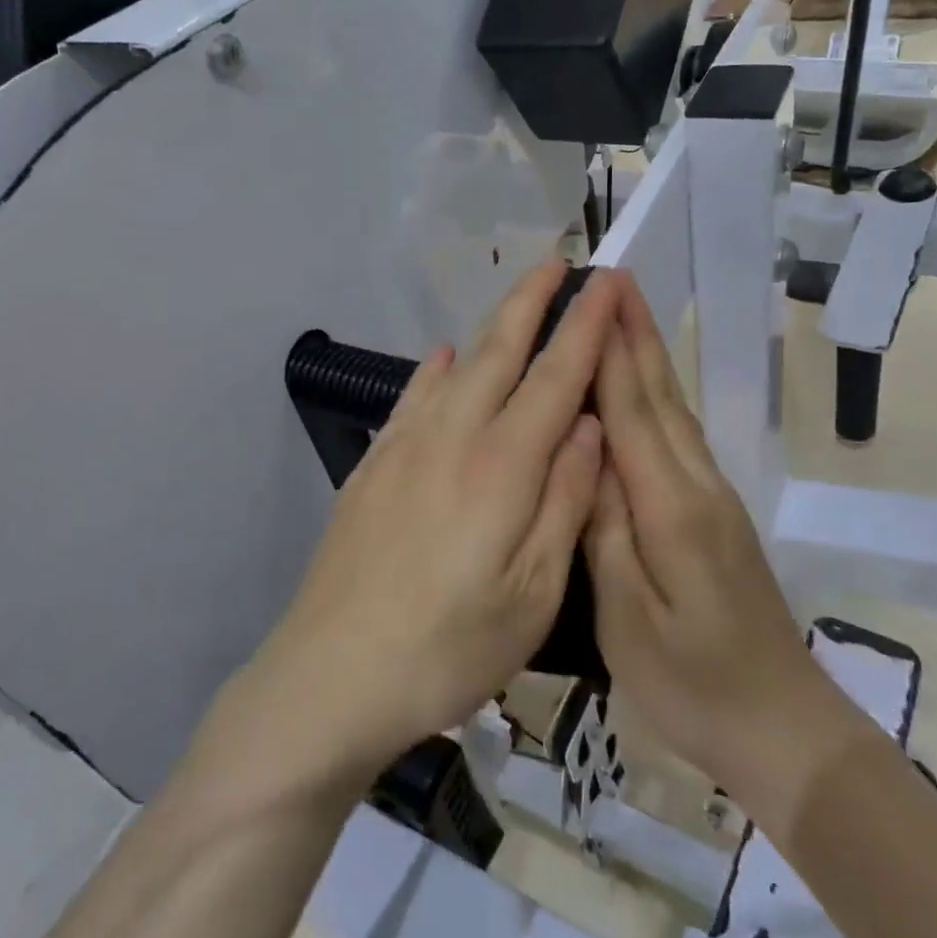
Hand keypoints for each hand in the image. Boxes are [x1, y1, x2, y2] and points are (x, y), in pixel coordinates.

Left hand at [240, 263, 621, 785]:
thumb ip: (565, 497)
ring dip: (493, 326)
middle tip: (559, 262)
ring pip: (458, 366)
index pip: (556, 375)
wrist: (332, 675)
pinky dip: (436, 369)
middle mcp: (453, 436)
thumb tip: (589, 423)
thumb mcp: (534, 591)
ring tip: (516, 300)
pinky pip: (413, 397)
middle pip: (501, 351)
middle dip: (533, 301)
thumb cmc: (449, 647)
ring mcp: (405, 446)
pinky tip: (445, 356)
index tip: (604, 282)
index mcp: (503, 465)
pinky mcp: (373, 466)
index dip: (584, 325)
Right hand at [585, 282, 854, 812]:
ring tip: (624, 315)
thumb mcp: (628, 619)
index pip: (631, 411)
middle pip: (662, 395)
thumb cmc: (693, 684)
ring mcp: (713, 498)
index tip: (596, 294)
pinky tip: (646, 387)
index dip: (611, 350)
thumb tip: (587, 456)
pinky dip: (660, 396)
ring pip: (676, 411)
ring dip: (650, 356)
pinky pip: (681, 437)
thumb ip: (605, 531)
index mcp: (670, 508)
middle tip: (614, 278)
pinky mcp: (717, 514)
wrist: (783, 729)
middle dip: (636, 333)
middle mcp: (697, 486)